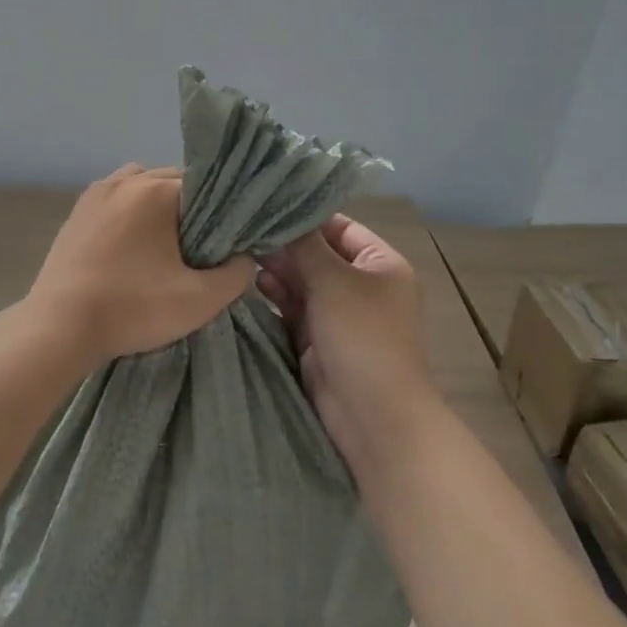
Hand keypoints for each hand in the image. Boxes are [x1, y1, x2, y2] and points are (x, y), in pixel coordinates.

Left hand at [28, 164, 252, 362]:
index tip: (224, 240)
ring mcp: (95, 194)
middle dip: (188, 207)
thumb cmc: (132, 309)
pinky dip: (128, 212)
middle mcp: (125, 180)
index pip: (204, 185)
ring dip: (156, 204)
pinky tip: (131, 246)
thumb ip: (236, 276)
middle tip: (198, 246)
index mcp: (156, 191)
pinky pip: (114, 199)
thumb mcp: (199, 301)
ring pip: (140, 184)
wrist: (59, 328)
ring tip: (162, 242)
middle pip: (171, 180)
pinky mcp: (76, 212)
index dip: (220, 211)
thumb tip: (245, 258)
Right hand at [258, 215, 437, 468]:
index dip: (305, 218)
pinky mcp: (319, 340)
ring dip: (277, 271)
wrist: (373, 417)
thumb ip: (303, 245)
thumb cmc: (362, 336)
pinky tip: (253, 285)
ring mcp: (340, 314)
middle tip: (246, 234)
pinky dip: (277, 297)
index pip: (339, 227)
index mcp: (381, 264)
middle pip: (318, 255)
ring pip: (303, 282)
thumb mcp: (333, 281)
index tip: (265, 209)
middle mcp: (362, 285)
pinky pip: (294, 309)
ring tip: (245, 259)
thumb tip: (277, 216)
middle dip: (285, 247)